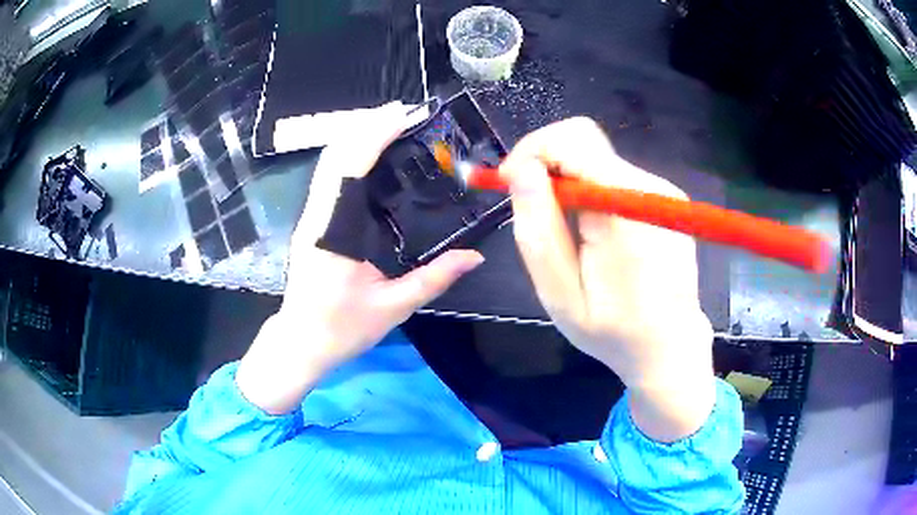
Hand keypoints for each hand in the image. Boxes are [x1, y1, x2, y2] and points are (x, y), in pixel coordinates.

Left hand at [236, 102, 483, 414]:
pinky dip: (351, 156)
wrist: (301, 341)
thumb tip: (474, 257)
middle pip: (334, 155)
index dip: (374, 137)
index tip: (403, 117)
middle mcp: (317, 217)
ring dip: (357, 137)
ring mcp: (311, 217)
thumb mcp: (392, 308)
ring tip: (392, 125)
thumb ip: (434, 279)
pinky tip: (373, 154)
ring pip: (328, 162)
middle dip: (366, 127)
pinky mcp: (312, 222)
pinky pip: (329, 177)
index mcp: (333, 235)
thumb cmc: (341, 329)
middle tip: (404, 113)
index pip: (349, 170)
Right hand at [501, 117, 715, 441]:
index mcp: (625, 208)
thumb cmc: (613, 332)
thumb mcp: (560, 295)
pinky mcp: (666, 199)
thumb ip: (538, 230)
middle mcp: (650, 187)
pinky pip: (617, 176)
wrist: (669, 347)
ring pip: (599, 158)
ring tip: (563, 228)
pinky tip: (591, 230)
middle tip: (530, 203)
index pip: (574, 140)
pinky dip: (591, 190)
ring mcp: (664, 190)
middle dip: (547, 163)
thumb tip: (523, 170)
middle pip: (586, 142)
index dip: (532, 150)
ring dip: (569, 181)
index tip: (509, 181)